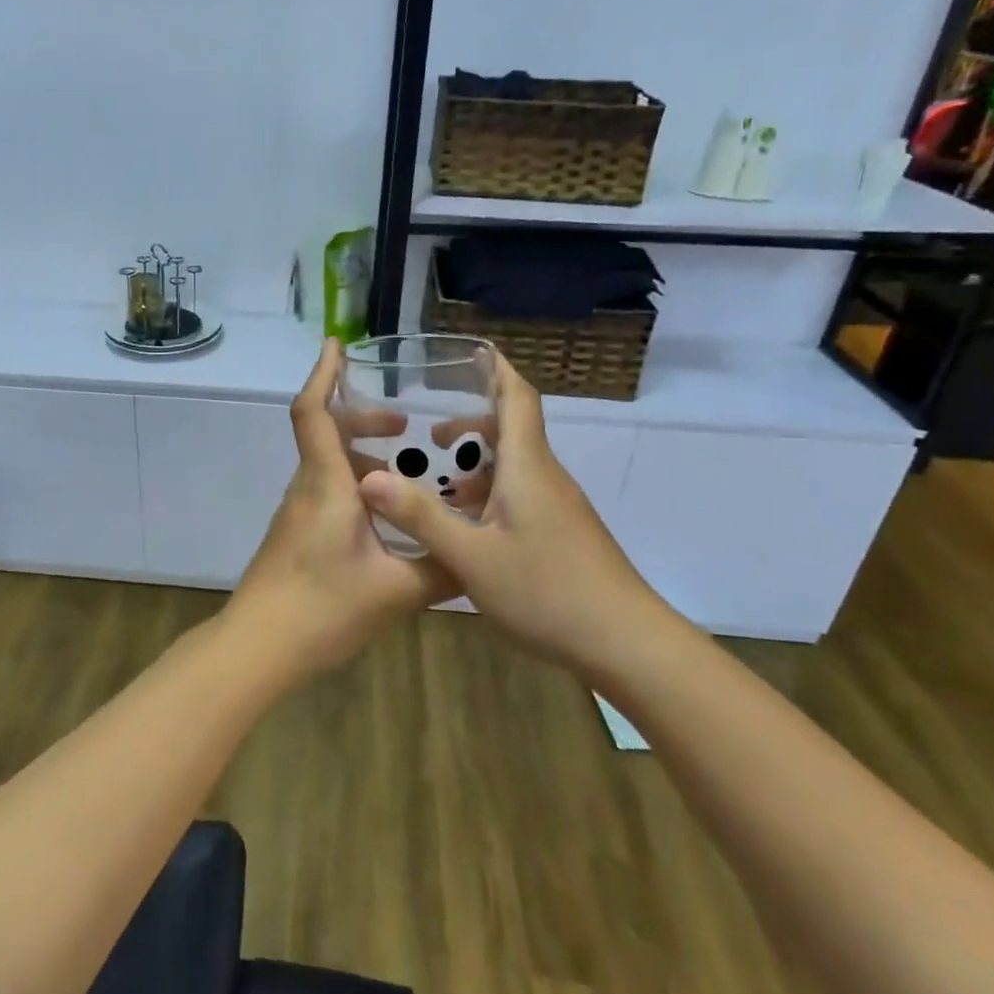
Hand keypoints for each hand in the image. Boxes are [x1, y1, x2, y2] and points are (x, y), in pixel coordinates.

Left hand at [227, 340, 457, 678]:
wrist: (259, 648)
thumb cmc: (323, 608)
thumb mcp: (397, 590)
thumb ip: (442, 568)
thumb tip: (478, 555)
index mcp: (326, 484)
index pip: (313, 413)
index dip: (322, 374)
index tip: (337, 345)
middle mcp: (307, 488)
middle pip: (325, 434)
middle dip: (363, 419)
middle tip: (404, 426)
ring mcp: (297, 513)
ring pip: (328, 466)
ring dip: (363, 457)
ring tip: (407, 474)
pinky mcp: (296, 536)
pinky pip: (327, 493)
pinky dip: (356, 487)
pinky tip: (388, 520)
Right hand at [356, 350, 680, 681]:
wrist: (626, 643)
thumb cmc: (547, 591)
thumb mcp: (471, 557)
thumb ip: (420, 516)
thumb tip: (368, 478)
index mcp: (527, 467)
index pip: (517, 398)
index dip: (497, 370)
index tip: (473, 351)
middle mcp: (545, 477)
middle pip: (512, 430)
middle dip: (472, 423)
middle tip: (432, 434)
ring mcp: (558, 506)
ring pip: (515, 466)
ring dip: (478, 463)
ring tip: (440, 484)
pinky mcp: (563, 532)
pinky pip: (521, 494)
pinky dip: (490, 493)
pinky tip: (468, 526)